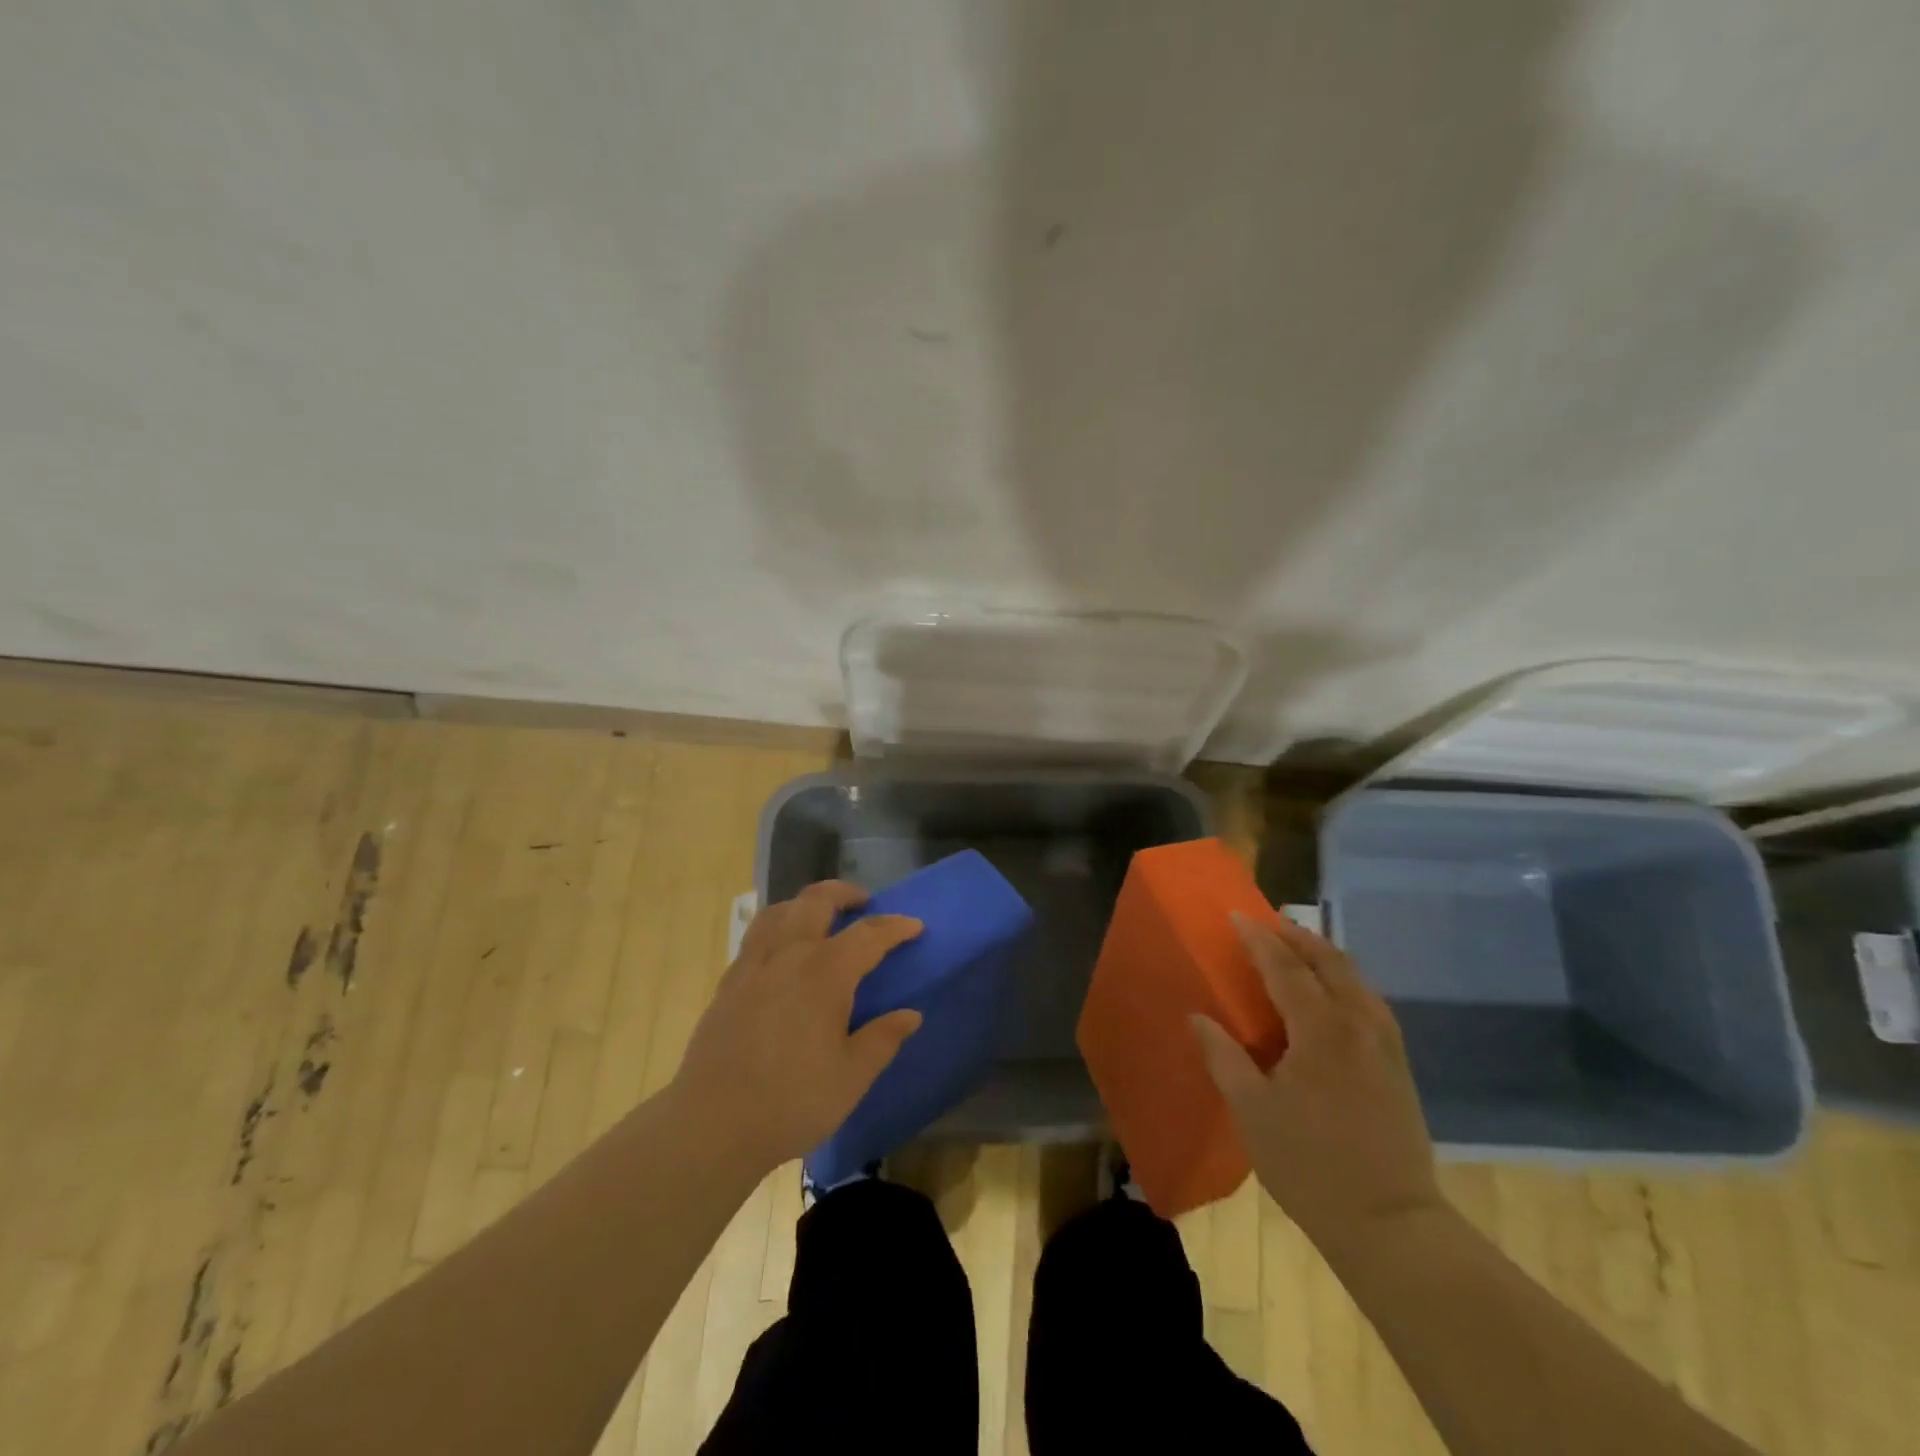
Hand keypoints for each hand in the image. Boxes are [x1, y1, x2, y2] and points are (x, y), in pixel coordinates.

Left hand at [671, 881, 923, 1172]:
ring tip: (822, 919)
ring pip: (781, 911)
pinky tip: (783, 954)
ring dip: (807, 904)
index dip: (895, 927)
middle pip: (817, 901)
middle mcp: (788, 954)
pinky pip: (757, 935)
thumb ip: (883, 1039)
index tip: (915, 927)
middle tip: (865, 905)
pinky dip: (778, 927)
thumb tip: (910, 1015)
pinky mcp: (729, 983)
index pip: (869, 934)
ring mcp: (753, 965)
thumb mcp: (852, 1076)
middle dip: (846, 894)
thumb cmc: (792, 1101)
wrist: (712, 1124)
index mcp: (825, 972)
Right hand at [1191, 914, 1442, 1258]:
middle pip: (1330, 961)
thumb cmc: (1309, 1165)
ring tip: (1296, 949)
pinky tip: (1331, 996)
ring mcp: (1385, 1044)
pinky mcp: (1398, 1066)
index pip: (1285, 967)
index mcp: (1321, 1029)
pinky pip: (1369, 1001)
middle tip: (1267, 924)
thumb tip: (1198, 1017)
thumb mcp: (1252, 1111)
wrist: (1391, 1225)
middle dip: (1297, 936)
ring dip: (1324, 955)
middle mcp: (1358, 1023)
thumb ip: (1223, 1056)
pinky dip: (1345, 981)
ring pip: (1356, 979)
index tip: (1236, 916)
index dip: (1258, 938)